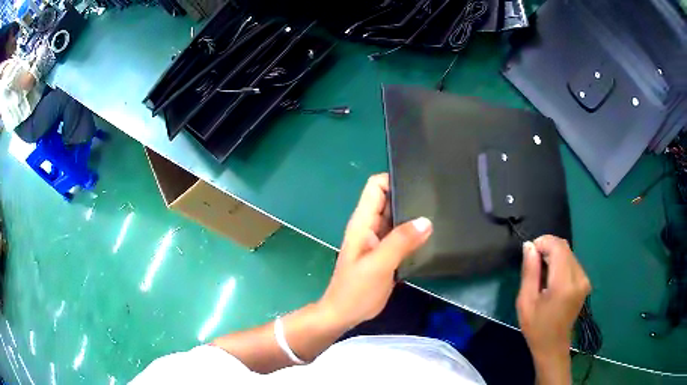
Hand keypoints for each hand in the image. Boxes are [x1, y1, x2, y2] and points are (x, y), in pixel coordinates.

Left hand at [318, 174, 432, 329]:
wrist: (344, 313)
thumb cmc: (356, 290)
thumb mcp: (378, 265)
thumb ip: (400, 242)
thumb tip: (426, 221)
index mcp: (363, 222)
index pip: (376, 186)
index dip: (394, 178)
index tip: (419, 180)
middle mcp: (371, 226)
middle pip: (389, 199)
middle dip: (409, 194)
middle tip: (437, 196)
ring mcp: (378, 240)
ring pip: (397, 217)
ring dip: (413, 213)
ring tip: (440, 211)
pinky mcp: (386, 253)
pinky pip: (401, 235)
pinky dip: (413, 232)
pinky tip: (431, 234)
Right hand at [517, 236, 590, 382]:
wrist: (552, 346)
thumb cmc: (536, 327)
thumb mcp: (526, 301)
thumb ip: (529, 271)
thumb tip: (529, 245)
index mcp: (564, 284)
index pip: (557, 246)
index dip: (542, 242)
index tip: (529, 253)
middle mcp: (579, 277)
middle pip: (564, 247)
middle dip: (547, 248)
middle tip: (533, 264)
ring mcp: (584, 279)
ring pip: (568, 253)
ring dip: (553, 255)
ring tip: (541, 274)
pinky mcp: (585, 281)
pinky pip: (572, 261)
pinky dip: (560, 263)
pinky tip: (552, 279)